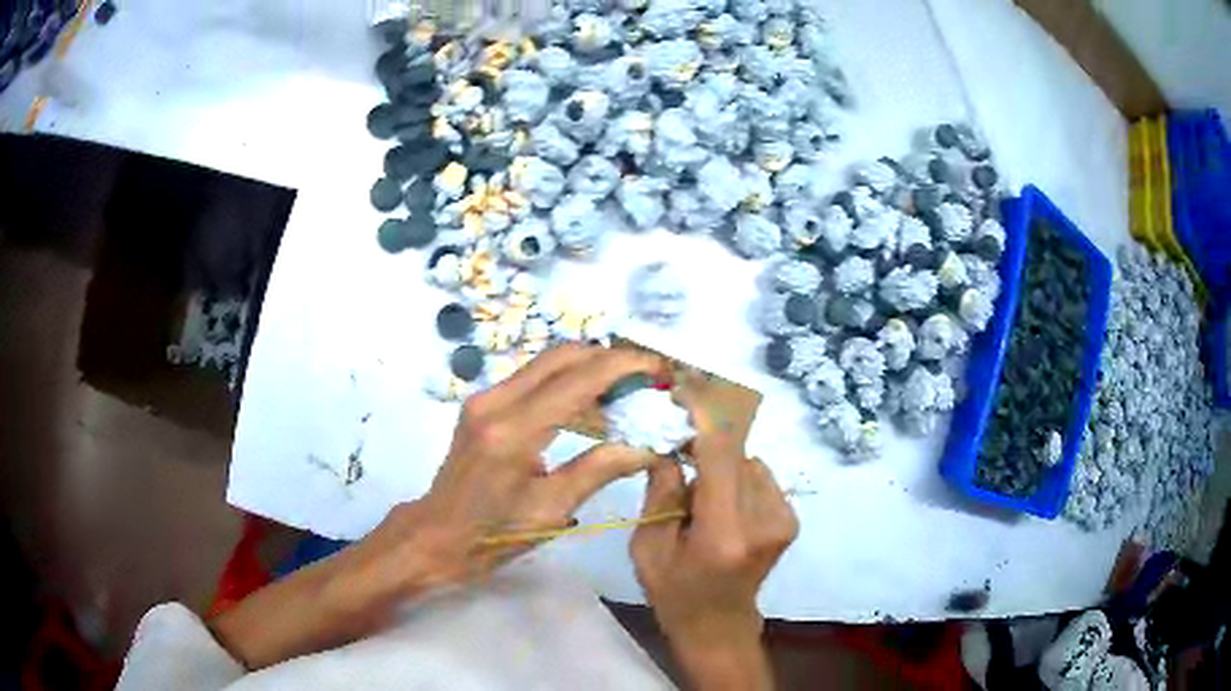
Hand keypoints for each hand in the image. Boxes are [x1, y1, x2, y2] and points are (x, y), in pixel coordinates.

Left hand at [211, 344, 664, 669]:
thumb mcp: (550, 511)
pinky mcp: (482, 405)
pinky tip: (591, 406)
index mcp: (514, 431)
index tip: (659, 369)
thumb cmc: (491, 535)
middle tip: (646, 377)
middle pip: (563, 355)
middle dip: (610, 357)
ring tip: (627, 390)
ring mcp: (485, 398)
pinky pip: (533, 379)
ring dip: (589, 367)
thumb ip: (599, 470)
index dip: (625, 366)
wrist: (434, 537)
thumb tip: (647, 445)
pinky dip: (567, 382)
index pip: (580, 379)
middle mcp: (496, 401)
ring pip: (547, 362)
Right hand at [630, 379, 797, 689]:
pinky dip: (735, 476)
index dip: (703, 413)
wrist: (719, 623)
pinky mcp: (789, 518)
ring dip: (719, 461)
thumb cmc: (674, 591)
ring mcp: (783, 519)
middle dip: (704, 437)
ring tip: (697, 491)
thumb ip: (661, 490)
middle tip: (674, 441)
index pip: (720, 455)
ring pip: (747, 460)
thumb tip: (669, 442)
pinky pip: (759, 475)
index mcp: (724, 534)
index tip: (682, 386)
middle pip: (736, 452)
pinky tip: (719, 503)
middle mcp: (764, 521)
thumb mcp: (647, 547)